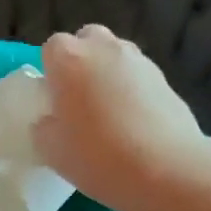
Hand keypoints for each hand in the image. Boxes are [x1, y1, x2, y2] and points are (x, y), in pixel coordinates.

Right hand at [33, 25, 202, 210]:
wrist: (167, 170)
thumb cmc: (98, 156)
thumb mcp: (51, 151)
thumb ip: (43, 128)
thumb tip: (49, 121)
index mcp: (70, 59)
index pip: (52, 48)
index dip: (51, 72)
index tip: (52, 100)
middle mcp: (105, 49)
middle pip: (88, 40)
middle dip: (81, 63)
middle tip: (78, 101)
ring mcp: (140, 62)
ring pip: (116, 57)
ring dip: (108, 75)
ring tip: (108, 115)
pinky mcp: (166, 80)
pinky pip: (139, 78)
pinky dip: (133, 92)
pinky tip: (134, 125)